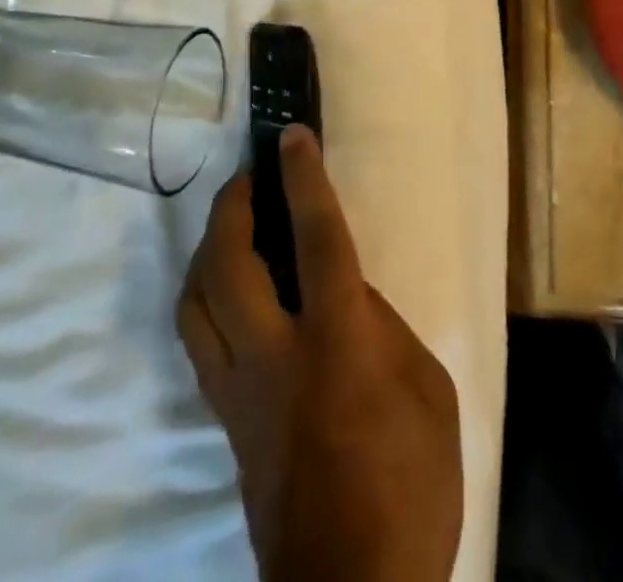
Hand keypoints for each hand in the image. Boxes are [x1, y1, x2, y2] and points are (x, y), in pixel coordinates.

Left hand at [176, 126, 461, 581]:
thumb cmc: (410, 487)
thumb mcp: (428, 393)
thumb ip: (384, 330)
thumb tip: (348, 294)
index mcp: (336, 344)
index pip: (315, 239)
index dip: (303, 179)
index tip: (292, 135)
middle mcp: (274, 356)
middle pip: (229, 263)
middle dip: (234, 204)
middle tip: (250, 174)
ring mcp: (239, 391)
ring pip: (195, 301)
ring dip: (209, 248)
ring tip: (233, 223)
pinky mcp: (225, 420)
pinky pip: (198, 340)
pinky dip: (205, 296)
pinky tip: (227, 289)